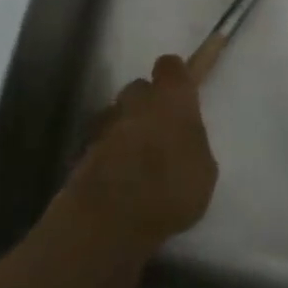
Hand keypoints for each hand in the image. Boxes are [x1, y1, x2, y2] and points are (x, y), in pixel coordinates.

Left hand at [67, 55, 217, 249]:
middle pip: (139, 88)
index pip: (170, 65)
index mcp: (171, 98)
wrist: (111, 221)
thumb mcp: (204, 170)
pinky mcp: (84, 150)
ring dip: (125, 128)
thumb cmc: (171, 191)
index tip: (181, 91)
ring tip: (136, 160)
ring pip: (117, 115)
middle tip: (159, 131)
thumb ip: (192, 143)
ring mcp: (106, 124)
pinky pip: (101, 144)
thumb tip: (182, 140)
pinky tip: (118, 180)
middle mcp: (136, 101)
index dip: (175, 75)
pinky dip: (108, 154)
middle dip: (147, 104)